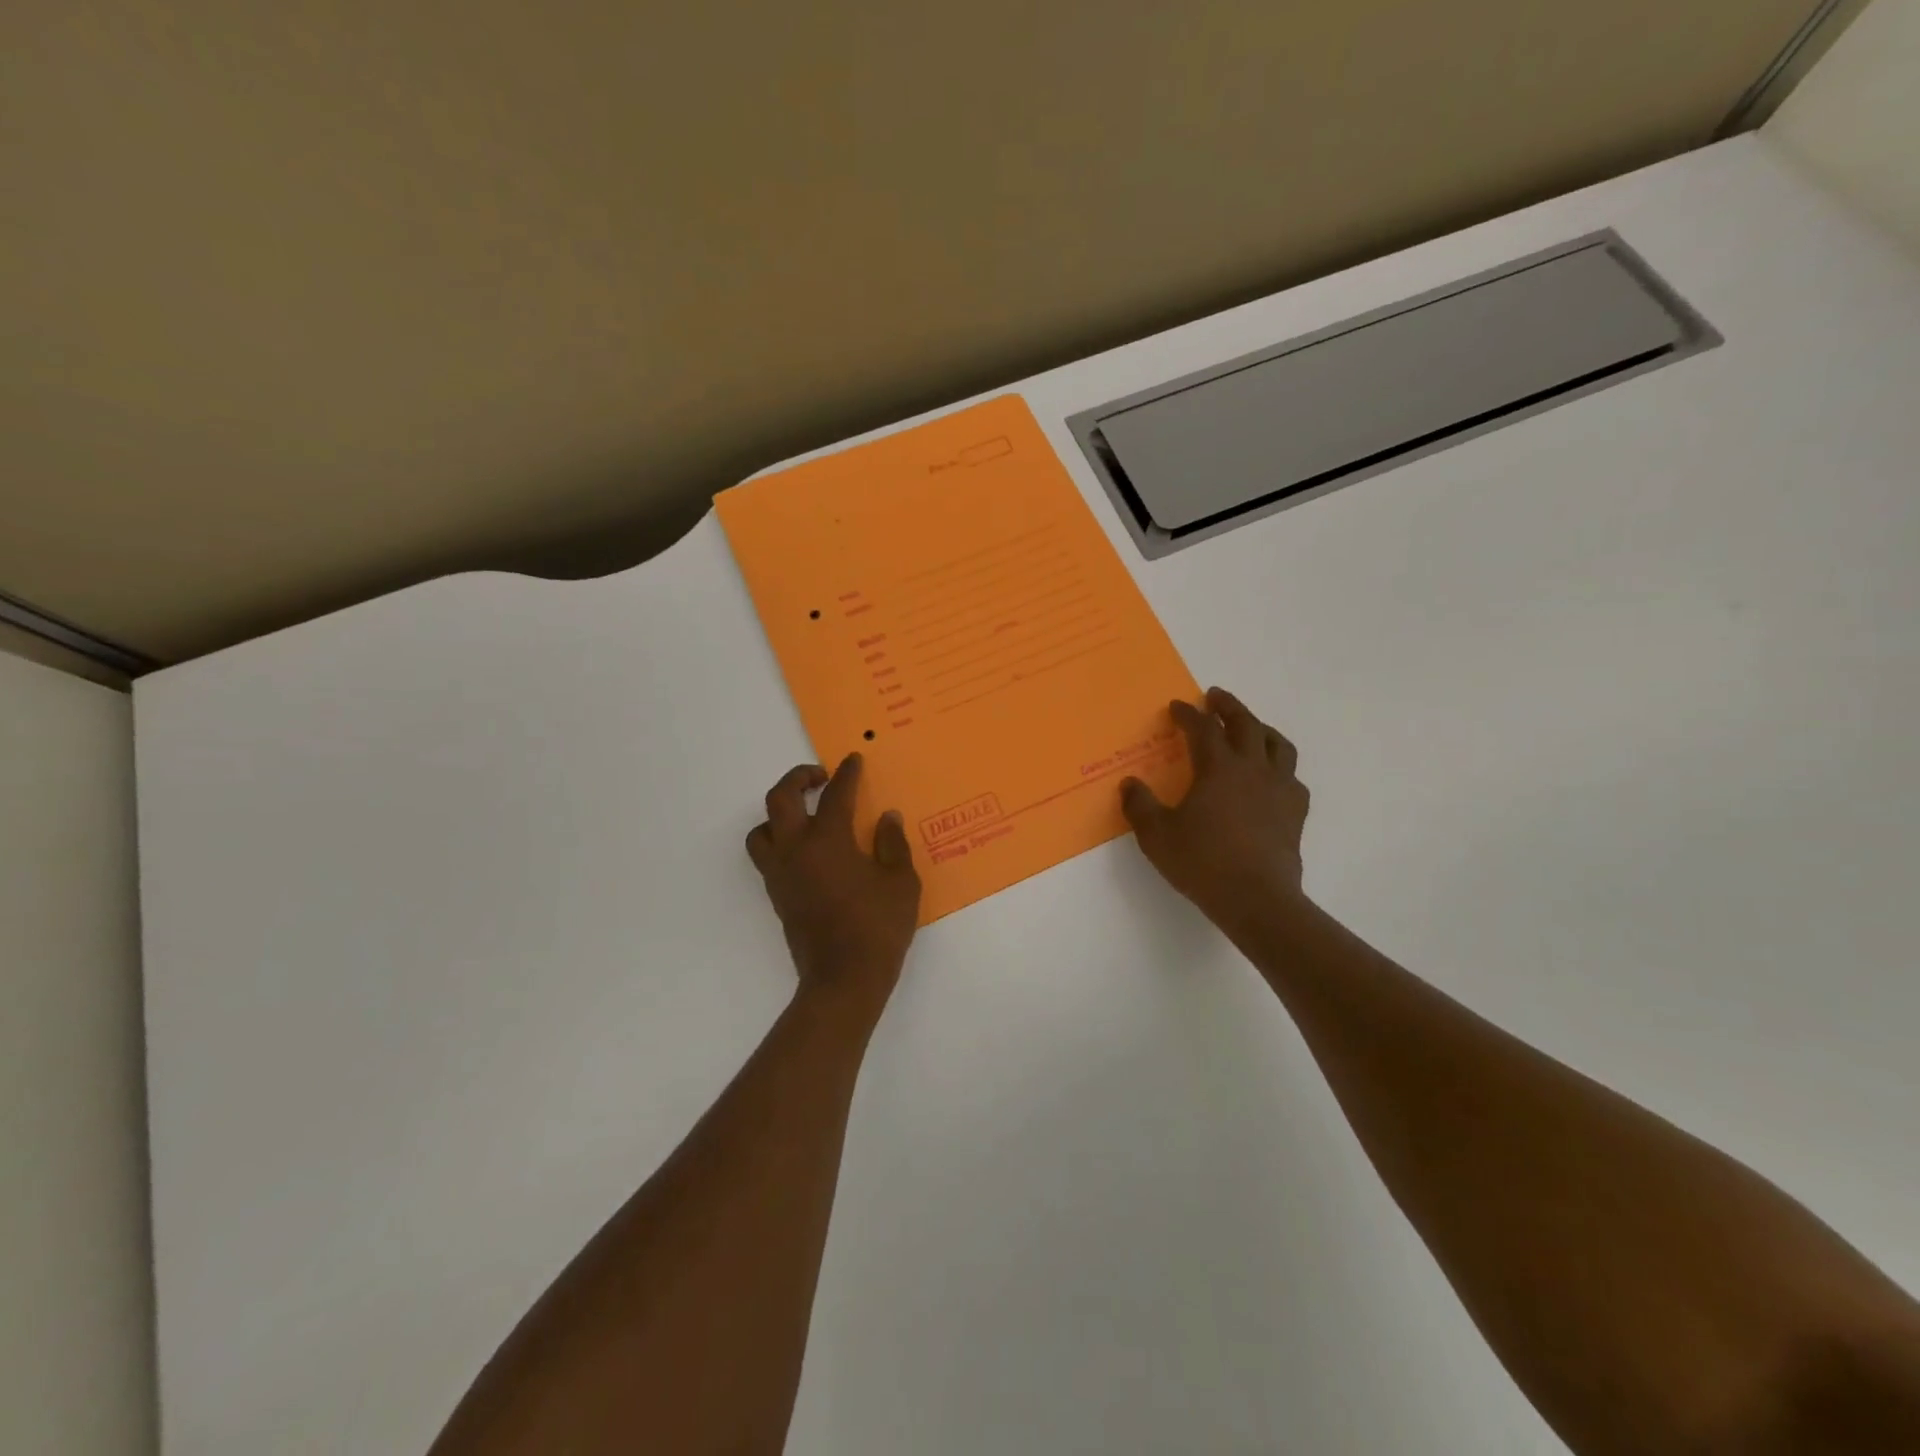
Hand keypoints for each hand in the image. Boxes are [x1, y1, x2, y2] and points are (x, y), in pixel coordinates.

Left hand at [746, 753, 921, 1017]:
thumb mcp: (901, 883)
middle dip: (798, 778)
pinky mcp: (777, 895)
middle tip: (821, 777)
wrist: (843, 980)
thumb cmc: (878, 928)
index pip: (836, 794)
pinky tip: (807, 851)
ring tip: (804, 816)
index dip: (847, 773)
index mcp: (828, 840)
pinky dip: (780, 841)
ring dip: (779, 813)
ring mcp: (781, 873)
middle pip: (780, 798)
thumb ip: (892, 844)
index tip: (853, 760)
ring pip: (762, 829)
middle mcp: (796, 849)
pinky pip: (767, 856)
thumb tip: (886, 818)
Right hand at [1120, 687, 1311, 938]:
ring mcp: (1280, 789)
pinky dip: (1280, 768)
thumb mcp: (1156, 835)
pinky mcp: (1295, 812)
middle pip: (1246, 724)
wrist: (1256, 898)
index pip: (1202, 728)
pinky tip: (1272, 777)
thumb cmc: (1202, 862)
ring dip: (1261, 729)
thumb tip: (1130, 785)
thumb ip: (1140, 805)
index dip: (1188, 714)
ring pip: (1277, 745)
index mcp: (1218, 767)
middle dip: (1228, 707)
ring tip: (1252, 728)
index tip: (1177, 707)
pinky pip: (1292, 777)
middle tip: (1215, 697)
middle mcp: (1253, 768)